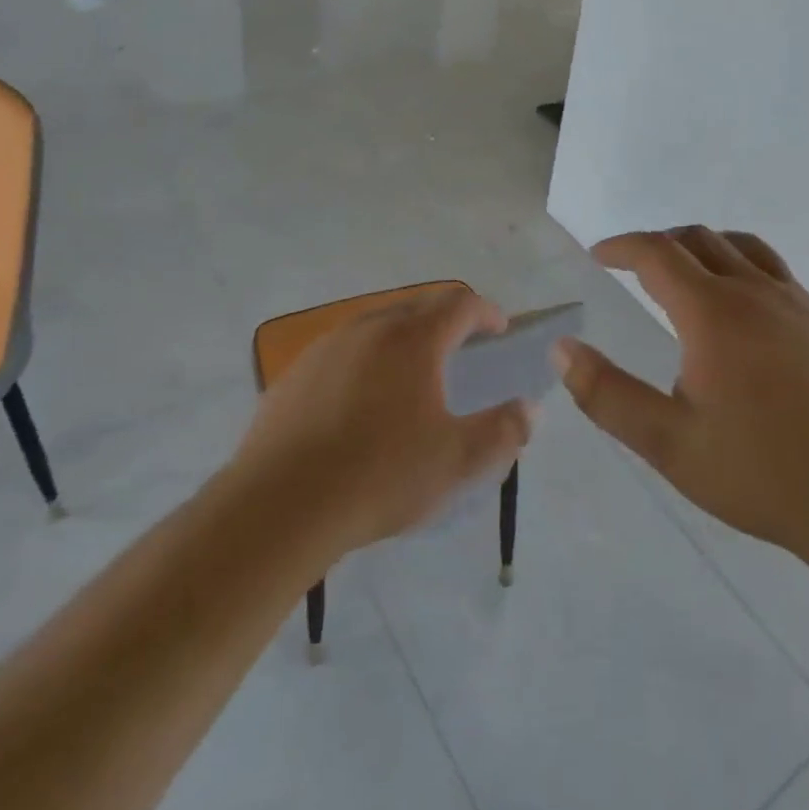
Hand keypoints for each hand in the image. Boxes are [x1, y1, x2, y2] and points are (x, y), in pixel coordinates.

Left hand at [234, 287, 533, 556]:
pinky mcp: (295, 373)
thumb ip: (502, 431)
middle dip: (446, 322)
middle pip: (417, 308)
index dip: (486, 312)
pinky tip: (359, 404)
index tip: (499, 330)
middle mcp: (370, 328)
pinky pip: (342, 353)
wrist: (280, 505)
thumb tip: (528, 409)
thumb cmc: (380, 476)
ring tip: (411, 377)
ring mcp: (327, 347)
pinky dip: (364, 362)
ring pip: (376, 327)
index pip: (460, 304)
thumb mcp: (456, 461)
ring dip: (403, 340)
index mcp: (414, 339)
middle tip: (461, 351)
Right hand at [558, 227, 808, 556]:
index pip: (658, 253)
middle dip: (659, 243)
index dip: (622, 246)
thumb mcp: (670, 444)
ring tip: (685, 273)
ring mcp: (799, 305)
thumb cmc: (762, 472)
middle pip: (699, 239)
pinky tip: (742, 311)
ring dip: (703, 247)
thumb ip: (609, 395)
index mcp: (714, 312)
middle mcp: (756, 292)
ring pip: (742, 248)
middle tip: (633, 266)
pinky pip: (775, 272)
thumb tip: (563, 350)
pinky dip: (741, 267)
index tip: (600, 256)